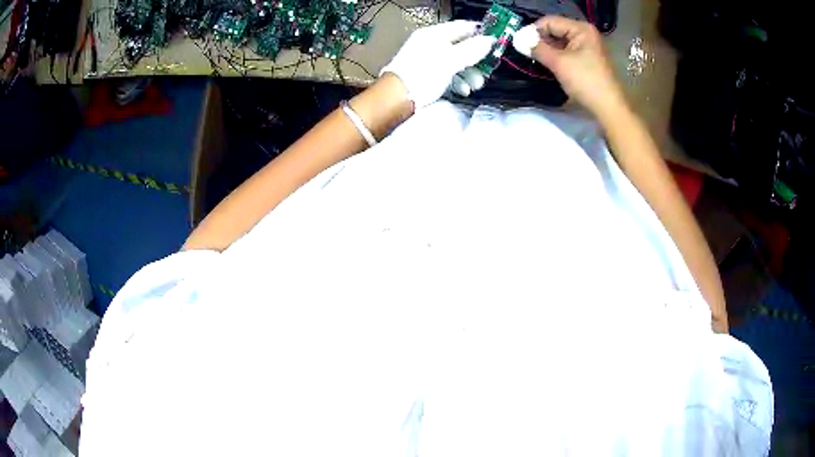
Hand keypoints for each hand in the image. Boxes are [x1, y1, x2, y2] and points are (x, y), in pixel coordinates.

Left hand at [381, 21, 495, 108]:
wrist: (396, 98)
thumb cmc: (423, 75)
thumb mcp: (451, 60)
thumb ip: (472, 49)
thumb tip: (490, 40)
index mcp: (434, 34)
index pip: (463, 27)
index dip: (481, 33)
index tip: (497, 42)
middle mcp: (431, 43)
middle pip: (462, 46)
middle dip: (477, 59)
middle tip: (488, 71)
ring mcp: (428, 59)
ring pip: (456, 61)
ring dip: (470, 73)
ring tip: (476, 86)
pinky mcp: (426, 74)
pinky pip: (448, 73)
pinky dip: (458, 81)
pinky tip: (463, 90)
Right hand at [513, 16, 625, 117]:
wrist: (608, 107)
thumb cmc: (585, 82)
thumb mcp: (558, 63)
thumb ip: (537, 48)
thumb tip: (518, 39)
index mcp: (581, 29)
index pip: (549, 21)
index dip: (533, 31)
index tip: (520, 43)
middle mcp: (585, 34)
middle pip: (555, 30)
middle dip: (540, 40)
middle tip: (526, 52)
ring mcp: (588, 47)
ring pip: (560, 42)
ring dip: (547, 50)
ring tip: (535, 59)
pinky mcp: (587, 59)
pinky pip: (566, 52)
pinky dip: (556, 56)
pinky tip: (548, 65)